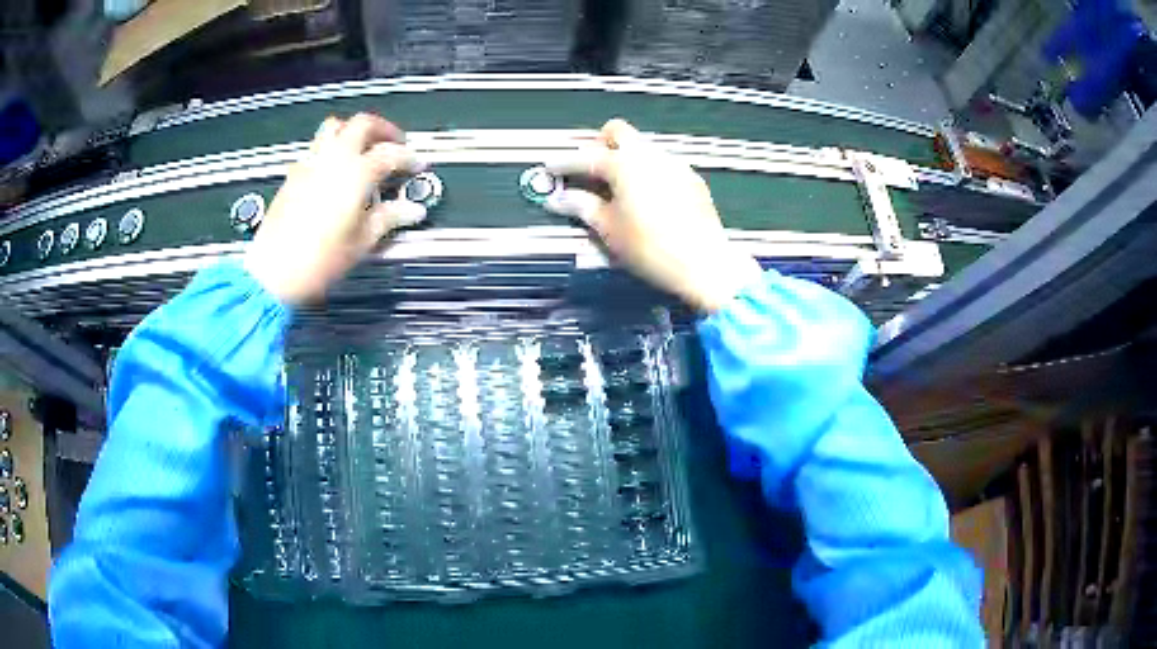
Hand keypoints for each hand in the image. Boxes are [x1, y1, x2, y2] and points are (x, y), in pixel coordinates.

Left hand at [244, 113, 425, 303]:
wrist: (274, 272)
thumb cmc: (319, 260)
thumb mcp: (362, 242)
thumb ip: (389, 218)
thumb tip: (412, 211)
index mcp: (356, 173)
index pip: (390, 153)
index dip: (409, 157)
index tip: (417, 165)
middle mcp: (333, 159)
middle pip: (362, 124)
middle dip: (383, 129)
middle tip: (395, 142)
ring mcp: (311, 163)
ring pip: (335, 127)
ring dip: (354, 130)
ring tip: (364, 146)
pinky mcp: (294, 174)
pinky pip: (316, 146)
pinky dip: (332, 147)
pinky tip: (336, 168)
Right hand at [545, 119, 762, 311]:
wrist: (703, 263)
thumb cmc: (651, 247)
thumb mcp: (609, 229)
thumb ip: (582, 206)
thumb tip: (560, 198)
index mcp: (624, 164)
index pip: (585, 156)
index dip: (564, 163)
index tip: (551, 169)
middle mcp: (650, 155)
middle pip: (618, 132)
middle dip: (598, 144)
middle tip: (588, 170)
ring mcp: (674, 164)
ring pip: (642, 146)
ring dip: (624, 157)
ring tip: (615, 186)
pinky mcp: (691, 178)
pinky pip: (662, 163)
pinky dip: (646, 171)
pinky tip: (645, 197)